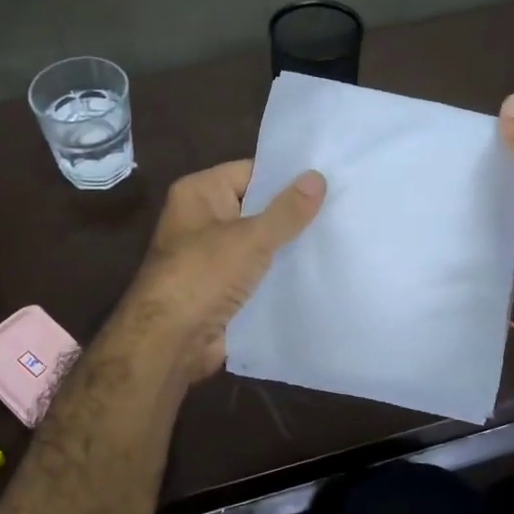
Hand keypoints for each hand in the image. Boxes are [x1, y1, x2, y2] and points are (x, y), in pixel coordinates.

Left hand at [115, 160, 326, 385]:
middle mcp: (203, 220)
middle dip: (294, 214)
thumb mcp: (250, 237)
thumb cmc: (203, 275)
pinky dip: (280, 275)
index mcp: (199, 193)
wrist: (171, 341)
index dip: (287, 177)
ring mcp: (212, 257)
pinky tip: (318, 273)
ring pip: (260, 244)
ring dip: (289, 247)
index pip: (251, 172)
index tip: (329, 178)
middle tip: (342, 208)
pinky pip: (258, 274)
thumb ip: (287, 210)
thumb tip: (318, 176)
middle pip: (257, 208)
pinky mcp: (222, 289)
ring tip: (339, 238)